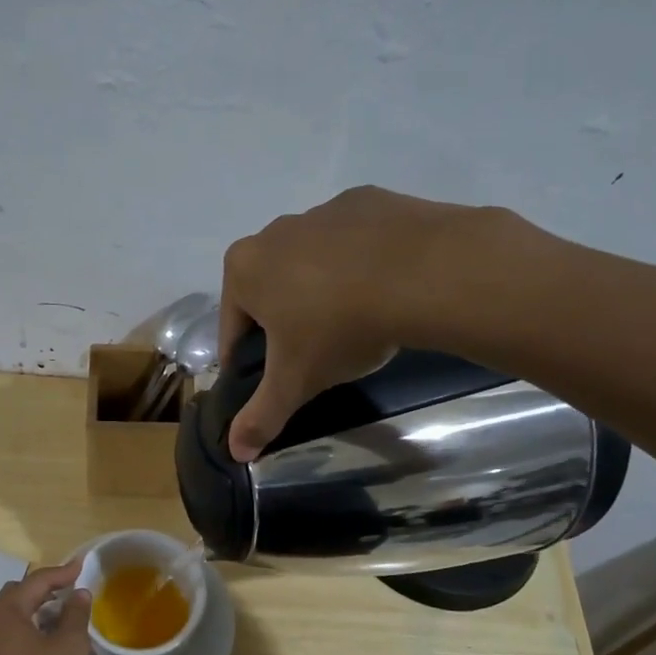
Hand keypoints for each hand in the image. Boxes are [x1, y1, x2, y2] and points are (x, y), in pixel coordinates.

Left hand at [0, 561, 92, 654]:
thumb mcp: (67, 648)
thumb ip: (76, 616)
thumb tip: (79, 593)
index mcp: (8, 609)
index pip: (38, 580)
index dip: (62, 572)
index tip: (82, 566)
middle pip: (21, 593)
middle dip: (47, 590)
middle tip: (71, 591)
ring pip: (16, 615)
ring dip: (40, 612)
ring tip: (66, 619)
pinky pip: (13, 633)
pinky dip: (32, 629)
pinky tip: (50, 645)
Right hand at [219, 187, 539, 459]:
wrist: (422, 272)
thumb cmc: (339, 327)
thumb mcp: (296, 380)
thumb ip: (262, 415)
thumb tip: (234, 453)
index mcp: (243, 268)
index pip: (233, 327)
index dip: (246, 360)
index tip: (270, 379)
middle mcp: (274, 232)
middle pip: (270, 290)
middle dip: (285, 321)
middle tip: (316, 354)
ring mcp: (322, 211)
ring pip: (311, 264)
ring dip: (322, 290)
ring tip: (355, 323)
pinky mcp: (367, 201)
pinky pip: (354, 243)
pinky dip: (361, 265)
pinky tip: (384, 290)